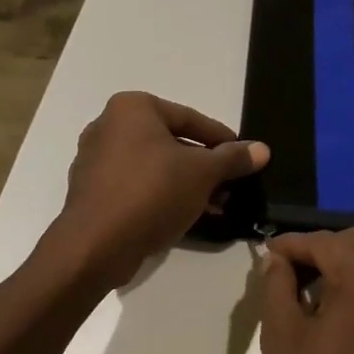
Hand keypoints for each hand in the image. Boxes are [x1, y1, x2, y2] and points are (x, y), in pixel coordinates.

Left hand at [57, 92, 267, 283]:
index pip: (189, 118)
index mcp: (131, 108)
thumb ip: (232, 159)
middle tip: (230, 186)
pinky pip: (136, 186)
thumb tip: (262, 150)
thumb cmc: (151, 192)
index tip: (243, 157)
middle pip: (171, 142)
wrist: (95, 246)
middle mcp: (108, 126)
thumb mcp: (202, 173)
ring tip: (214, 205)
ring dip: (186, 184)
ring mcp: (95, 160)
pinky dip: (161, 196)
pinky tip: (185, 216)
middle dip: (203, 166)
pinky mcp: (91, 192)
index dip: (221, 139)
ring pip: (154, 166)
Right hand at [259, 229, 353, 353]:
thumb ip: (277, 285)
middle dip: (324, 253)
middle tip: (293, 277)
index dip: (292, 245)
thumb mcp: (282, 339)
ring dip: (351, 273)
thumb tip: (277, 260)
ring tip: (320, 301)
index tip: (268, 255)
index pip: (324, 242)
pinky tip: (353, 328)